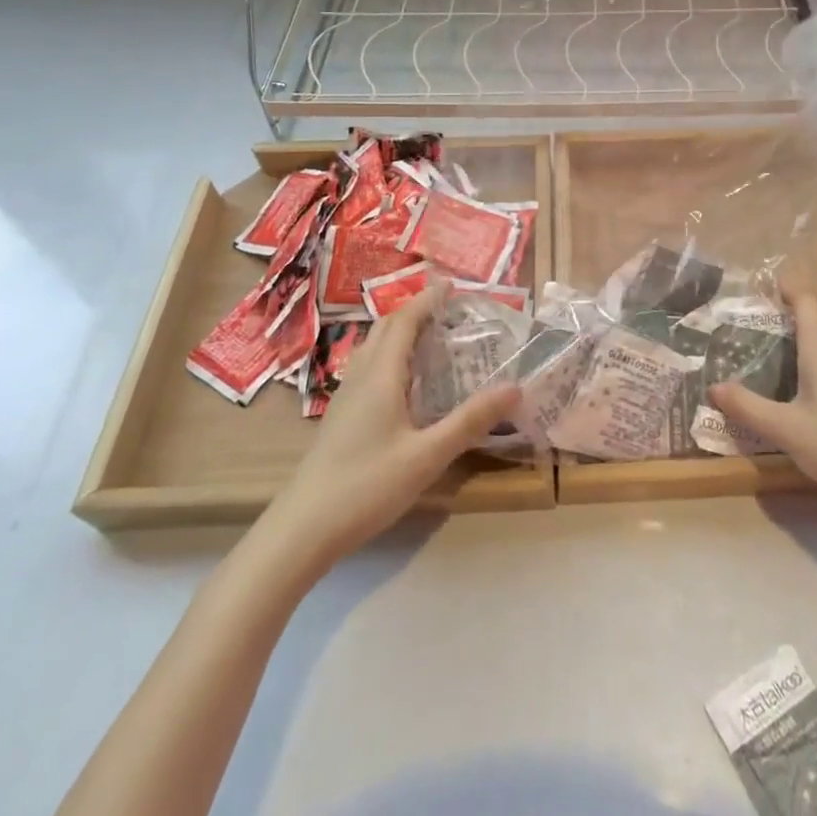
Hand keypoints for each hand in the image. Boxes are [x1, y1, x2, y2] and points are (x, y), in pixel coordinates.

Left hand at [259, 281, 519, 570]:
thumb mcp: (427, 455)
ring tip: (430, 337)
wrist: (301, 530)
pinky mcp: (340, 418)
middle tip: (446, 309)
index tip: (451, 285)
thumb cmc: (367, 486)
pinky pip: (368, 368)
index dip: (427, 300)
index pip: (405, 321)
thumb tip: (515, 387)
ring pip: (373, 348)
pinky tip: (404, 383)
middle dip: (414, 311)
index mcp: (381, 375)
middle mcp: (361, 376)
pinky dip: (390, 356)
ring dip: (399, 332)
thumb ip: (470, 420)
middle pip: (385, 328)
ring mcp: (346, 397)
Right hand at [709, 278, 816, 519]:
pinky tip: (806, 394)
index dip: (784, 289)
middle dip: (785, 319)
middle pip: (816, 318)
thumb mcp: (786, 430)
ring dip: (803, 343)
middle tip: (751, 332)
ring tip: (772, 360)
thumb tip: (713, 387)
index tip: (759, 291)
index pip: (805, 299)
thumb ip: (747, 407)